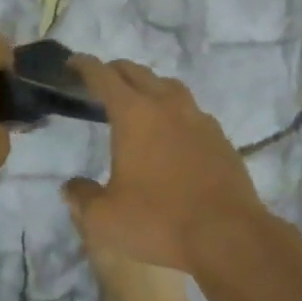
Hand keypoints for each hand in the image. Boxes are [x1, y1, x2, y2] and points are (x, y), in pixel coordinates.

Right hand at [62, 56, 270, 271]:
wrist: (229, 238)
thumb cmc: (159, 222)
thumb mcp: (105, 219)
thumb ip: (83, 198)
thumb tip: (72, 187)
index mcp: (134, 115)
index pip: (104, 77)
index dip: (84, 66)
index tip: (72, 63)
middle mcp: (167, 106)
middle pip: (137, 73)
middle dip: (115, 71)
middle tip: (100, 81)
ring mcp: (199, 120)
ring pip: (169, 87)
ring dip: (149, 86)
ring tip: (138, 100)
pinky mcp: (221, 139)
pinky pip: (192, 112)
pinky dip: (175, 111)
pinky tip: (173, 132)